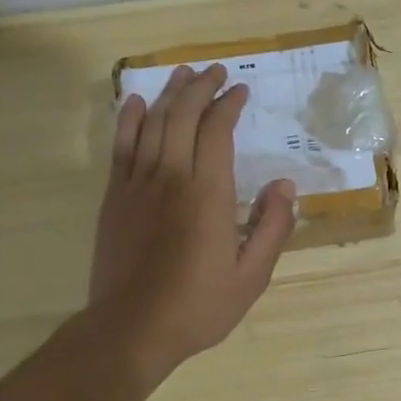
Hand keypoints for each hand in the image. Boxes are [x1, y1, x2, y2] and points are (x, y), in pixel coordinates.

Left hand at [89, 63, 296, 379]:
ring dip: (169, 95)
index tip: (241, 90)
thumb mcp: (252, 277)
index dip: (229, 105)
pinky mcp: (115, 198)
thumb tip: (285, 186)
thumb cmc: (198, 306)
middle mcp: (171, 177)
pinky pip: (122, 147)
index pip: (217, 131)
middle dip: (200, 88)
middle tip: (215, 71)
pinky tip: (137, 103)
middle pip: (183, 117)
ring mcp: (138, 185)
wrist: (131, 328)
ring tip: (182, 74)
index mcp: (208, 194)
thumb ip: (273, 228)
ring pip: (152, 124)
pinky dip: (130, 120)